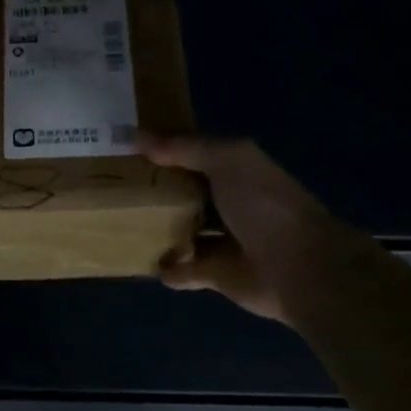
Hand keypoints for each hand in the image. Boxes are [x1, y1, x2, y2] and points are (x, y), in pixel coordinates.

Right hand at [138, 133, 369, 327]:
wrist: (302, 268)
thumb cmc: (265, 205)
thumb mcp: (227, 161)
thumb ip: (184, 148)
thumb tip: (137, 136)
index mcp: (233, 171)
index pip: (191, 155)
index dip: (162, 149)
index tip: (122, 146)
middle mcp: (227, 202)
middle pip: (182, 193)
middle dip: (153, 189)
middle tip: (109, 184)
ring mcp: (222, 240)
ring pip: (180, 231)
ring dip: (155, 228)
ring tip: (115, 221)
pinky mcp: (216, 274)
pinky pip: (183, 270)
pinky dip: (165, 267)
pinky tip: (139, 260)